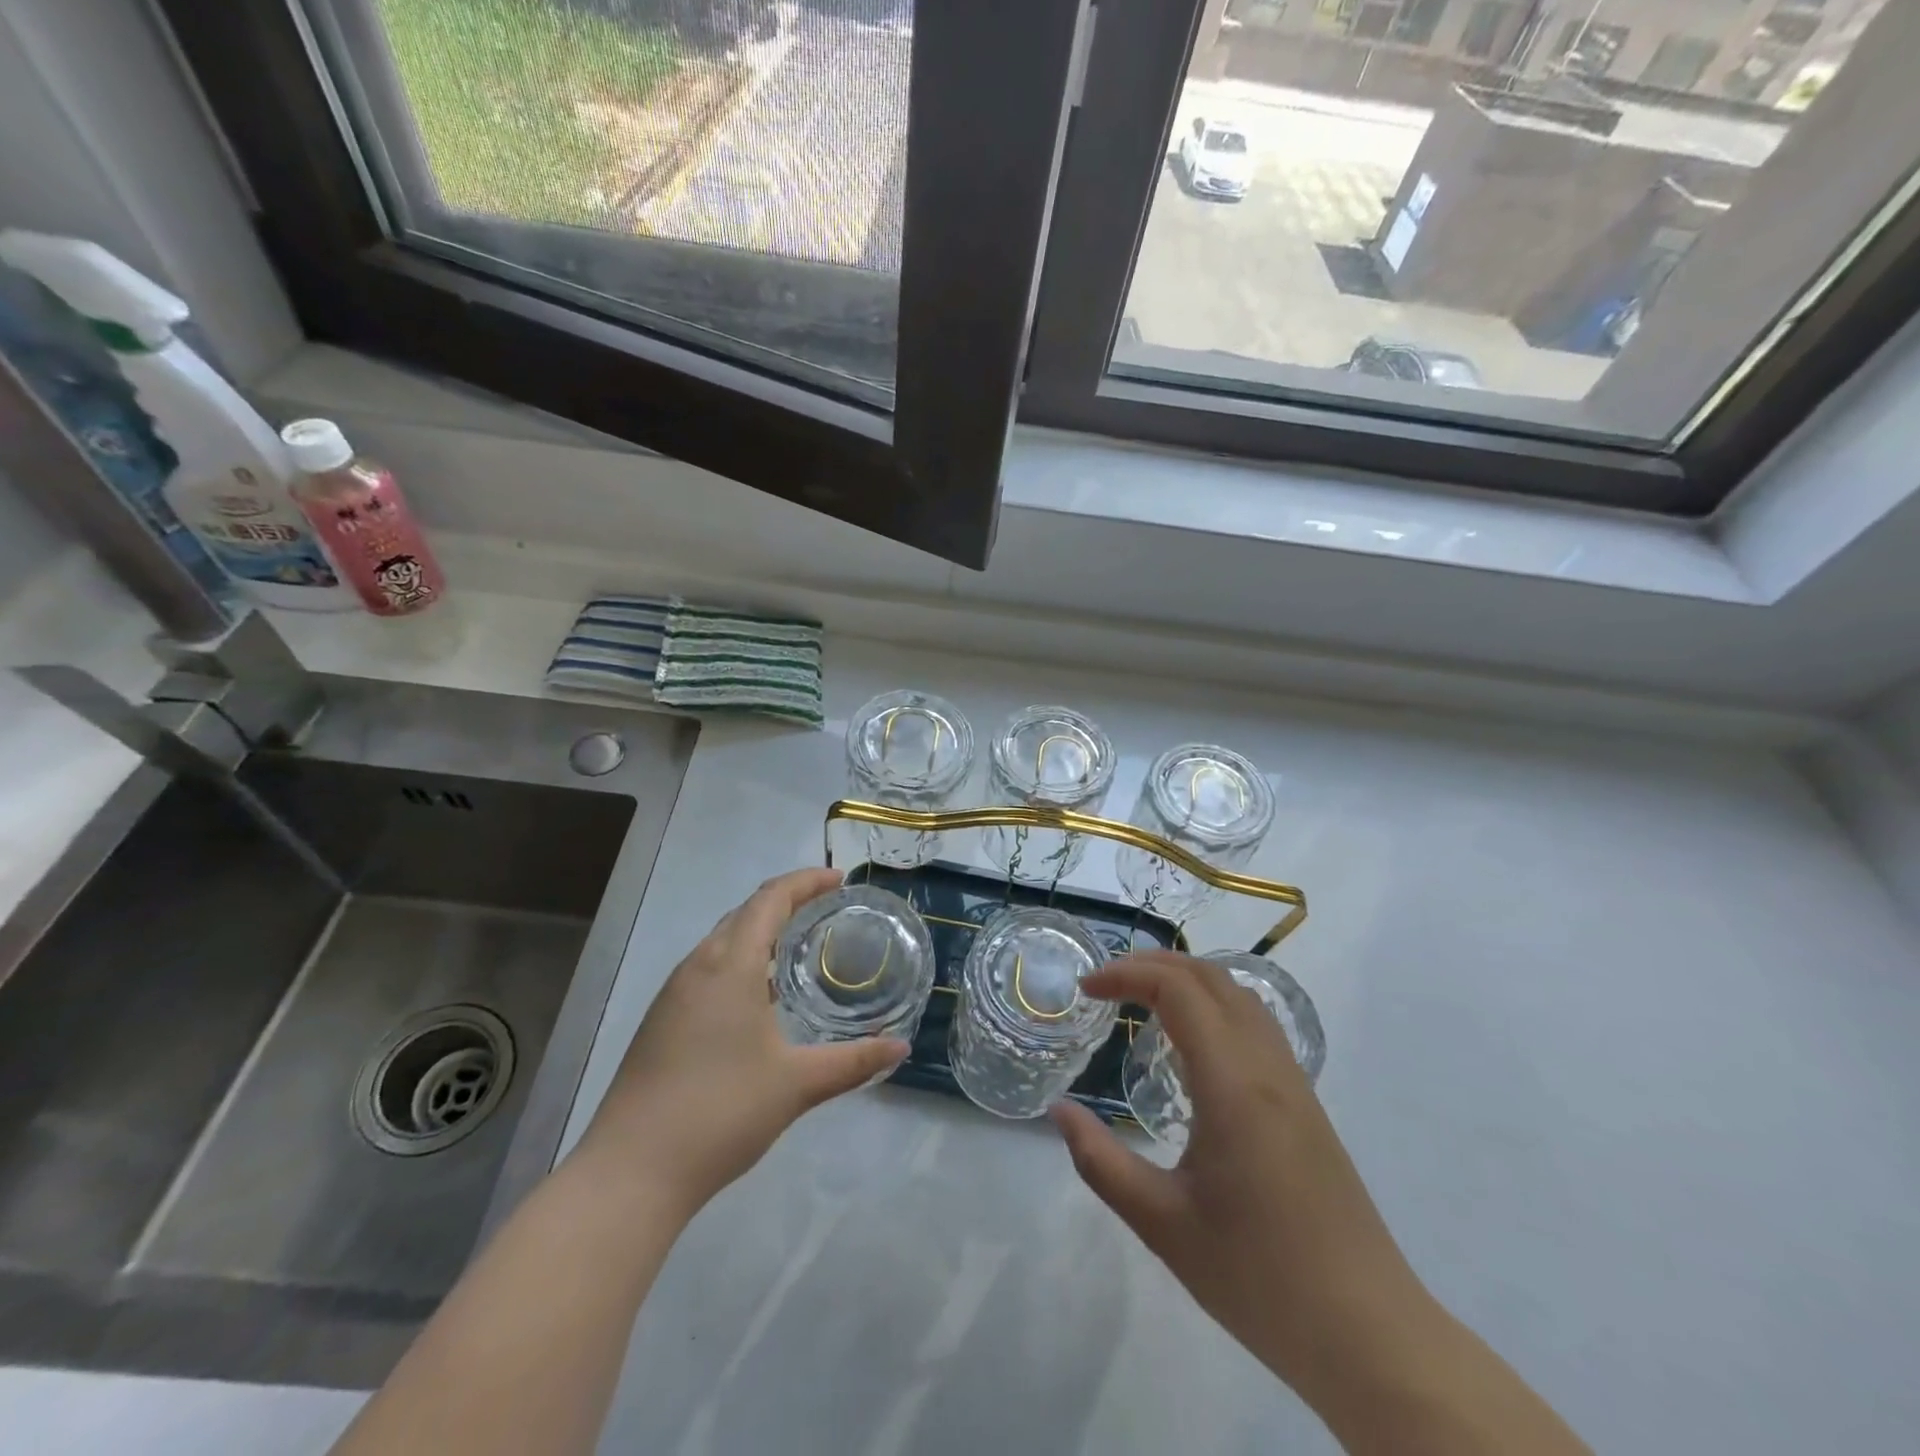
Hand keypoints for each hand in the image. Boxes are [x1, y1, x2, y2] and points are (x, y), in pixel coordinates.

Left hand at [577, 867, 908, 1219]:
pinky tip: (758, 997)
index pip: (770, 899)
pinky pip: (707, 969)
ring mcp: (673, 994)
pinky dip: (740, 961)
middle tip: (826, 909)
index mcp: (730, 965)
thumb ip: (853, 1062)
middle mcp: (698, 966)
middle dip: (785, 901)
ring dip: (760, 932)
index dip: (806, 881)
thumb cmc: (721, 1112)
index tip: (839, 880)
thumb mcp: (797, 1084)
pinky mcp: (661, 1020)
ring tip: (798, 948)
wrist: (631, 1171)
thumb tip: (899, 1047)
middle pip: (744, 913)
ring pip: (722, 941)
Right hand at [1050, 952, 1437, 1410]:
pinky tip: (1192, 1044)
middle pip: (1210, 977)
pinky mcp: (1307, 1104)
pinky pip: (1256, 1024)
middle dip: (1153, 964)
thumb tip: (1060, 1111)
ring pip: (1240, 995)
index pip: (1178, 990)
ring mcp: (1294, 1083)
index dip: (1127, 975)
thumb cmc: (1259, 1278)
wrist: (1370, 1335)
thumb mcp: (1162, 1224)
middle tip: (1106, 984)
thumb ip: (1101, 1162)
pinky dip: (1214, 1004)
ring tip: (1142, 999)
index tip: (1086, 990)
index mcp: (1232, 1084)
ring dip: (1187, 979)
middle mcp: (1267, 1067)